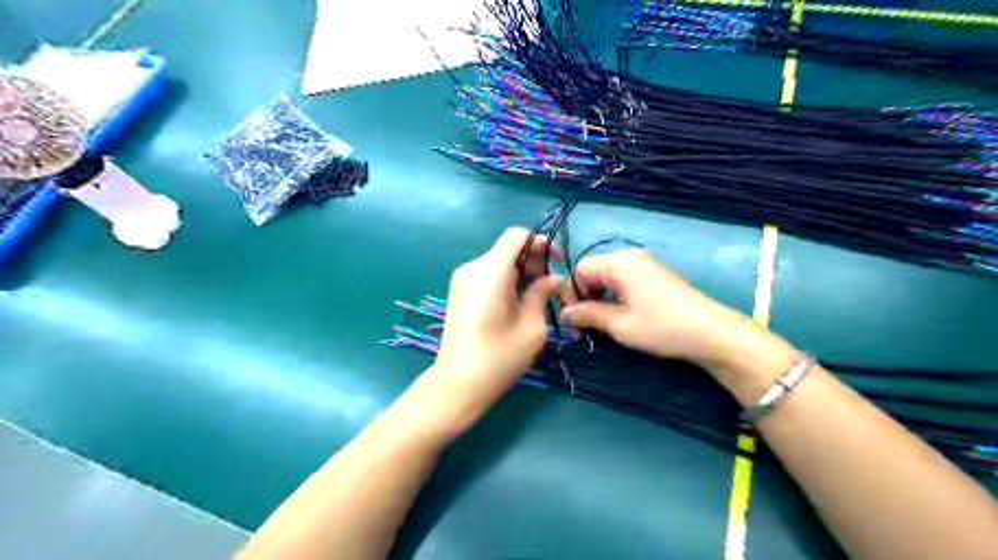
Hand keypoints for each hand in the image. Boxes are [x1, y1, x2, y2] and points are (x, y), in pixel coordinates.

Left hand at [431, 228, 558, 411]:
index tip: (555, 263)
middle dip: (533, 261)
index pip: (517, 235)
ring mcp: (462, 279)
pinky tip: (517, 303)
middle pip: (508, 248)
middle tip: (550, 287)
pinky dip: (506, 280)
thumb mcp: (532, 326)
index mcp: (490, 272)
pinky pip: (488, 274)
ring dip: (521, 272)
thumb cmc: (499, 357)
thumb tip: (553, 278)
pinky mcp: (459, 291)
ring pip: (499, 261)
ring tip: (537, 298)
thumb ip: (543, 293)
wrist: (458, 384)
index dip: (540, 243)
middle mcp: (473, 267)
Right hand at [560, 250, 769, 371]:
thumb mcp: (619, 324)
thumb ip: (587, 315)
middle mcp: (631, 257)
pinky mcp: (656, 276)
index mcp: (619, 262)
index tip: (573, 321)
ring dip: (599, 300)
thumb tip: (563, 314)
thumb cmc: (661, 327)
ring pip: (608, 278)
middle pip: (593, 272)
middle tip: (584, 328)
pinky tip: (620, 318)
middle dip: (584, 298)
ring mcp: (646, 265)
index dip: (572, 294)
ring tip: (601, 326)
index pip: (580, 270)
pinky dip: (615, 298)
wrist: (711, 333)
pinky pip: (624, 281)